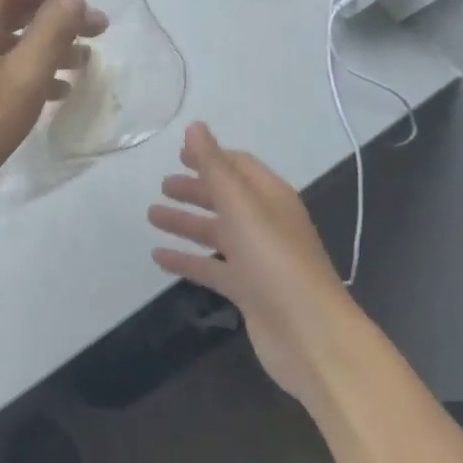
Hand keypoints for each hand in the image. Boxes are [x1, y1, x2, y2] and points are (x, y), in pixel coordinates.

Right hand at [149, 122, 355, 405]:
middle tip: (162, 185)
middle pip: (225, 198)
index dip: (210, 157)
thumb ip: (214, 165)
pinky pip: (212, 267)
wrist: (311, 336)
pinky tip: (159, 257)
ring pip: (216, 232)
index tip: (178, 153)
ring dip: (185, 222)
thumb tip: (195, 126)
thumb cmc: (274, 260)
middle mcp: (265, 223)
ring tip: (151, 215)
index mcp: (270, 197)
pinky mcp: (248, 291)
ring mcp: (257, 259)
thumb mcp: (240, 205)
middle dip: (195, 189)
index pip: (239, 165)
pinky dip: (187, 260)